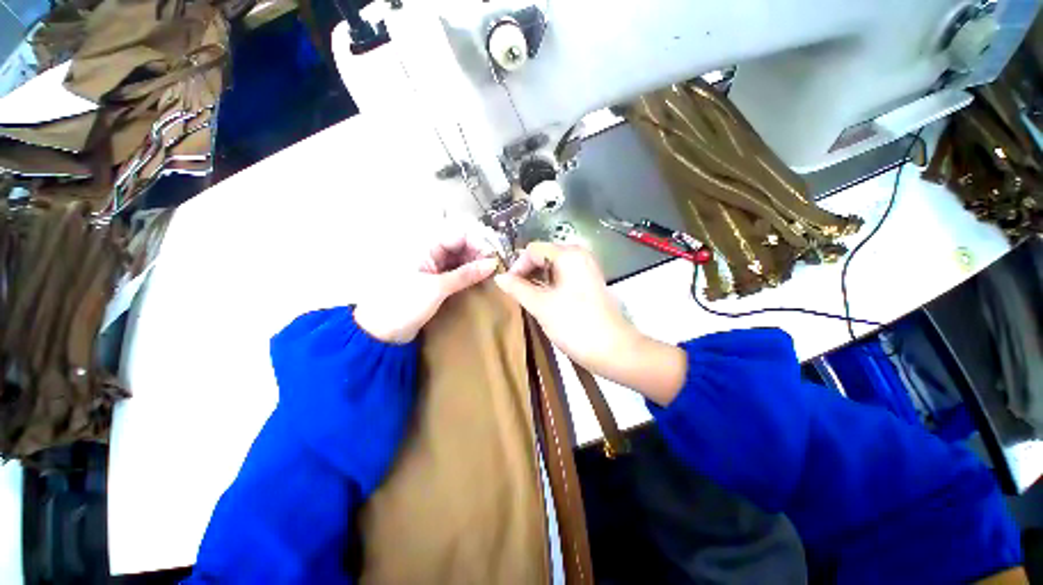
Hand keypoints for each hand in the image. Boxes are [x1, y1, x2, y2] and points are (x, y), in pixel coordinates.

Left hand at [355, 229, 498, 343]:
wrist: (382, 331)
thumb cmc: (404, 305)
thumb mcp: (437, 288)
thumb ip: (466, 274)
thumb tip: (493, 263)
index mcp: (426, 247)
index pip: (459, 234)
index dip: (479, 241)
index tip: (493, 257)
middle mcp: (432, 252)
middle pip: (463, 244)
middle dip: (481, 252)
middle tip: (496, 268)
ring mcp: (435, 266)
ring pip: (462, 257)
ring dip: (477, 263)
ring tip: (492, 275)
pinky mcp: (438, 280)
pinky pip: (459, 270)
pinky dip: (471, 273)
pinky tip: (482, 279)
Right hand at [493, 243, 686, 403]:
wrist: (613, 349)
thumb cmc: (575, 324)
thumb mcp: (541, 306)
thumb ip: (518, 289)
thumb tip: (499, 277)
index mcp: (568, 255)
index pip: (533, 250)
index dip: (517, 266)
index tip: (509, 287)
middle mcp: (580, 255)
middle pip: (544, 255)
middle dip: (528, 272)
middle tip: (518, 293)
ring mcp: (587, 269)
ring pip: (554, 267)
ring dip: (538, 279)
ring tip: (529, 299)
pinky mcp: (590, 283)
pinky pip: (565, 276)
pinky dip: (551, 284)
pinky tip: (546, 300)